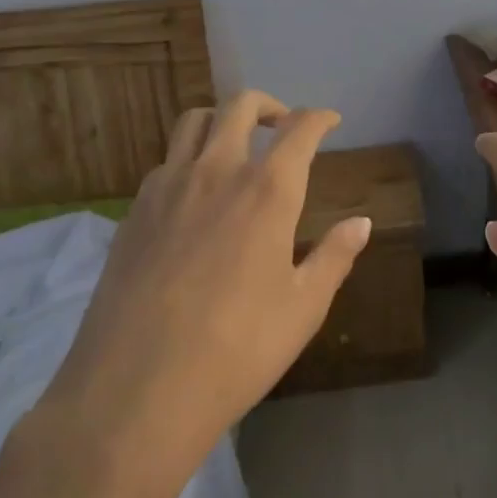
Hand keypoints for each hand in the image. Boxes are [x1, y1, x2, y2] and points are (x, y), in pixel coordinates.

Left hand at [40, 91, 369, 482]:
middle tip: (282, 126)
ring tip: (236, 145)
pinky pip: (166, 160)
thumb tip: (361, 223)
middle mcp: (217, 171)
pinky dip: (189, 156)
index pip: (300, 130)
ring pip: (195, 120)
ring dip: (223, 119)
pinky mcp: (135, 209)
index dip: (319, 118)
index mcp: (267, 191)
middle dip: (269, 105)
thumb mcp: (302, 309)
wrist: (135, 392)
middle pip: (241, 105)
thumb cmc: (236, 351)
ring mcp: (169, 186)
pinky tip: (195, 193)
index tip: (330, 121)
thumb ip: (334, 256)